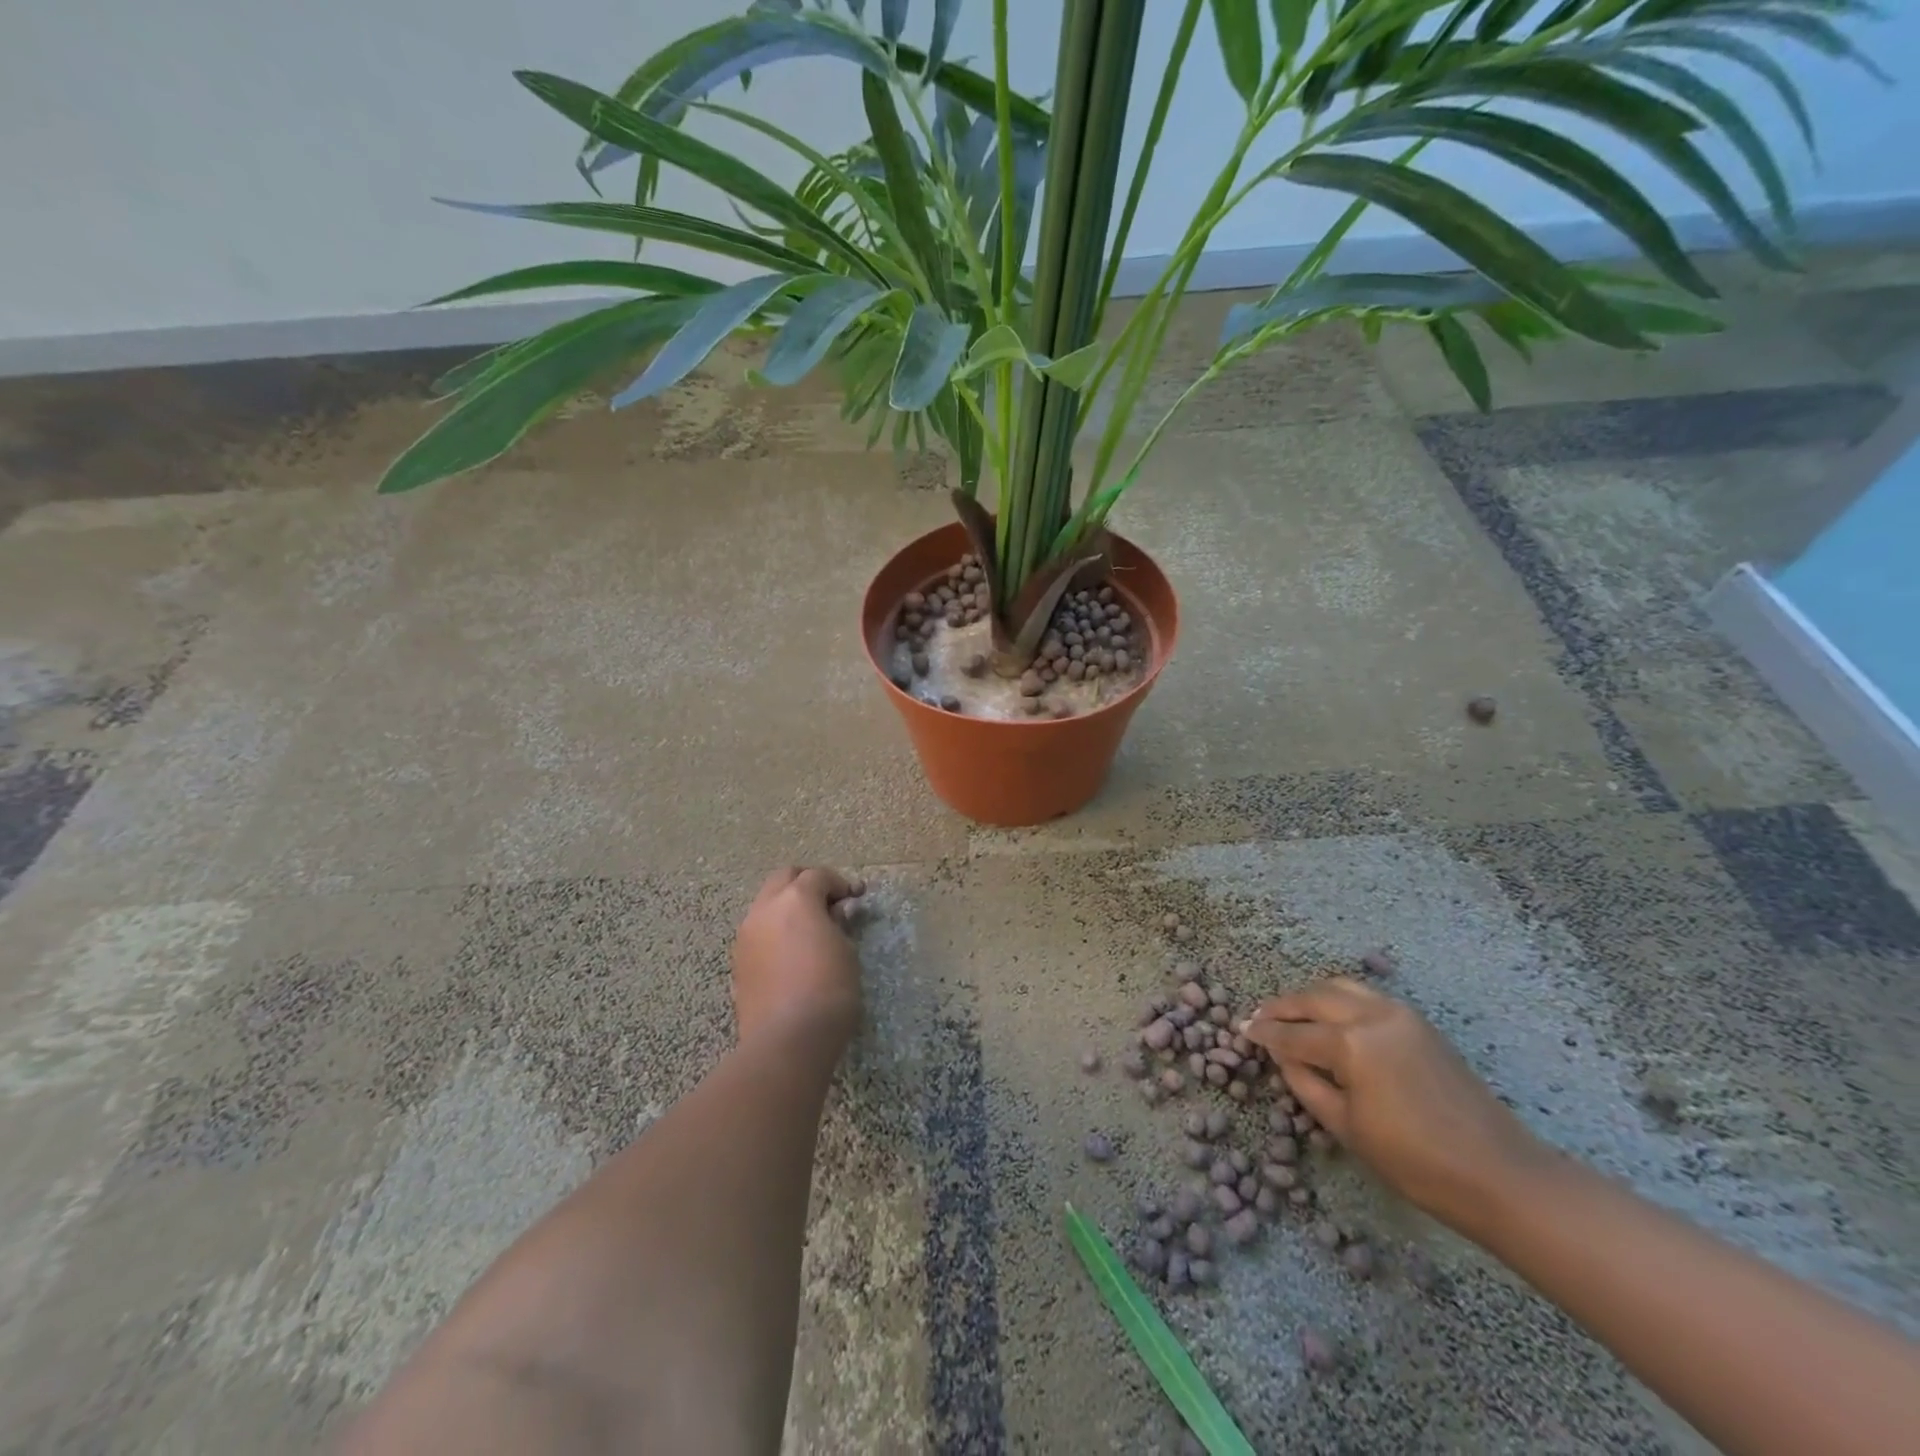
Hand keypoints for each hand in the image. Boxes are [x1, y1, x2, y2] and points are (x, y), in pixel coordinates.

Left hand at [730, 867, 866, 1055]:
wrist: (787, 1039)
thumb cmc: (829, 989)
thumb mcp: (847, 951)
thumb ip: (839, 924)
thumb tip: (835, 913)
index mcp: (795, 899)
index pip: (818, 876)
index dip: (840, 883)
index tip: (855, 897)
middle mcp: (765, 909)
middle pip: (784, 878)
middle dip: (807, 883)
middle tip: (829, 903)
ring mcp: (746, 935)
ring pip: (766, 905)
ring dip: (787, 907)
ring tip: (810, 930)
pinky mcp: (738, 962)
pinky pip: (758, 933)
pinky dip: (775, 931)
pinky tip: (792, 954)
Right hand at [1241, 978, 1549, 1236]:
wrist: (1501, 1175)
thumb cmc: (1416, 1162)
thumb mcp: (1346, 1127)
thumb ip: (1305, 1083)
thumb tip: (1281, 1055)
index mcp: (1350, 1044)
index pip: (1293, 1034)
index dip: (1264, 1034)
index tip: (1242, 1031)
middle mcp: (1371, 1016)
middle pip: (1313, 999)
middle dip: (1282, 1007)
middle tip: (1260, 1019)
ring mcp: (1399, 1014)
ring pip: (1340, 988)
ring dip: (1311, 997)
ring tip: (1292, 1014)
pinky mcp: (1419, 1022)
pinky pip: (1366, 997)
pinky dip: (1339, 999)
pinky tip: (1330, 1019)